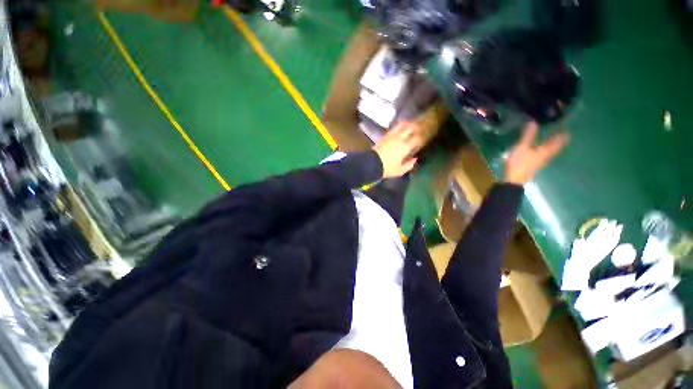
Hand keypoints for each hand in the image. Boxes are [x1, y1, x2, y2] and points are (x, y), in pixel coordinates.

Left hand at [373, 122, 423, 177]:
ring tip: (410, 123)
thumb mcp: (400, 170)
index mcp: (405, 147)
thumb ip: (409, 165)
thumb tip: (415, 159)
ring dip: (407, 124)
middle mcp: (399, 139)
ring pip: (401, 126)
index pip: (416, 139)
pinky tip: (399, 127)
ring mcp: (391, 136)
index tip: (422, 139)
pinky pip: (393, 129)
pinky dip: (398, 127)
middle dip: (415, 127)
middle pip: (410, 128)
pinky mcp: (384, 136)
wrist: (372, 163)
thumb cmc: (387, 168)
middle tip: (419, 127)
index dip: (420, 138)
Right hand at [504, 122, 569, 184]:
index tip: (567, 127)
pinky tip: (540, 148)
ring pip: (551, 151)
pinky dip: (545, 149)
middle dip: (559, 139)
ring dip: (552, 144)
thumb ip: (527, 136)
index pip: (559, 141)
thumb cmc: (519, 163)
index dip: (563, 134)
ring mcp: (541, 161)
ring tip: (552, 138)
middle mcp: (547, 155)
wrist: (514, 179)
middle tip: (561, 131)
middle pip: (556, 146)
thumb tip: (533, 122)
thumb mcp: (521, 147)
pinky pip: (544, 154)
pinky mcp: (535, 164)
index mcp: (546, 150)